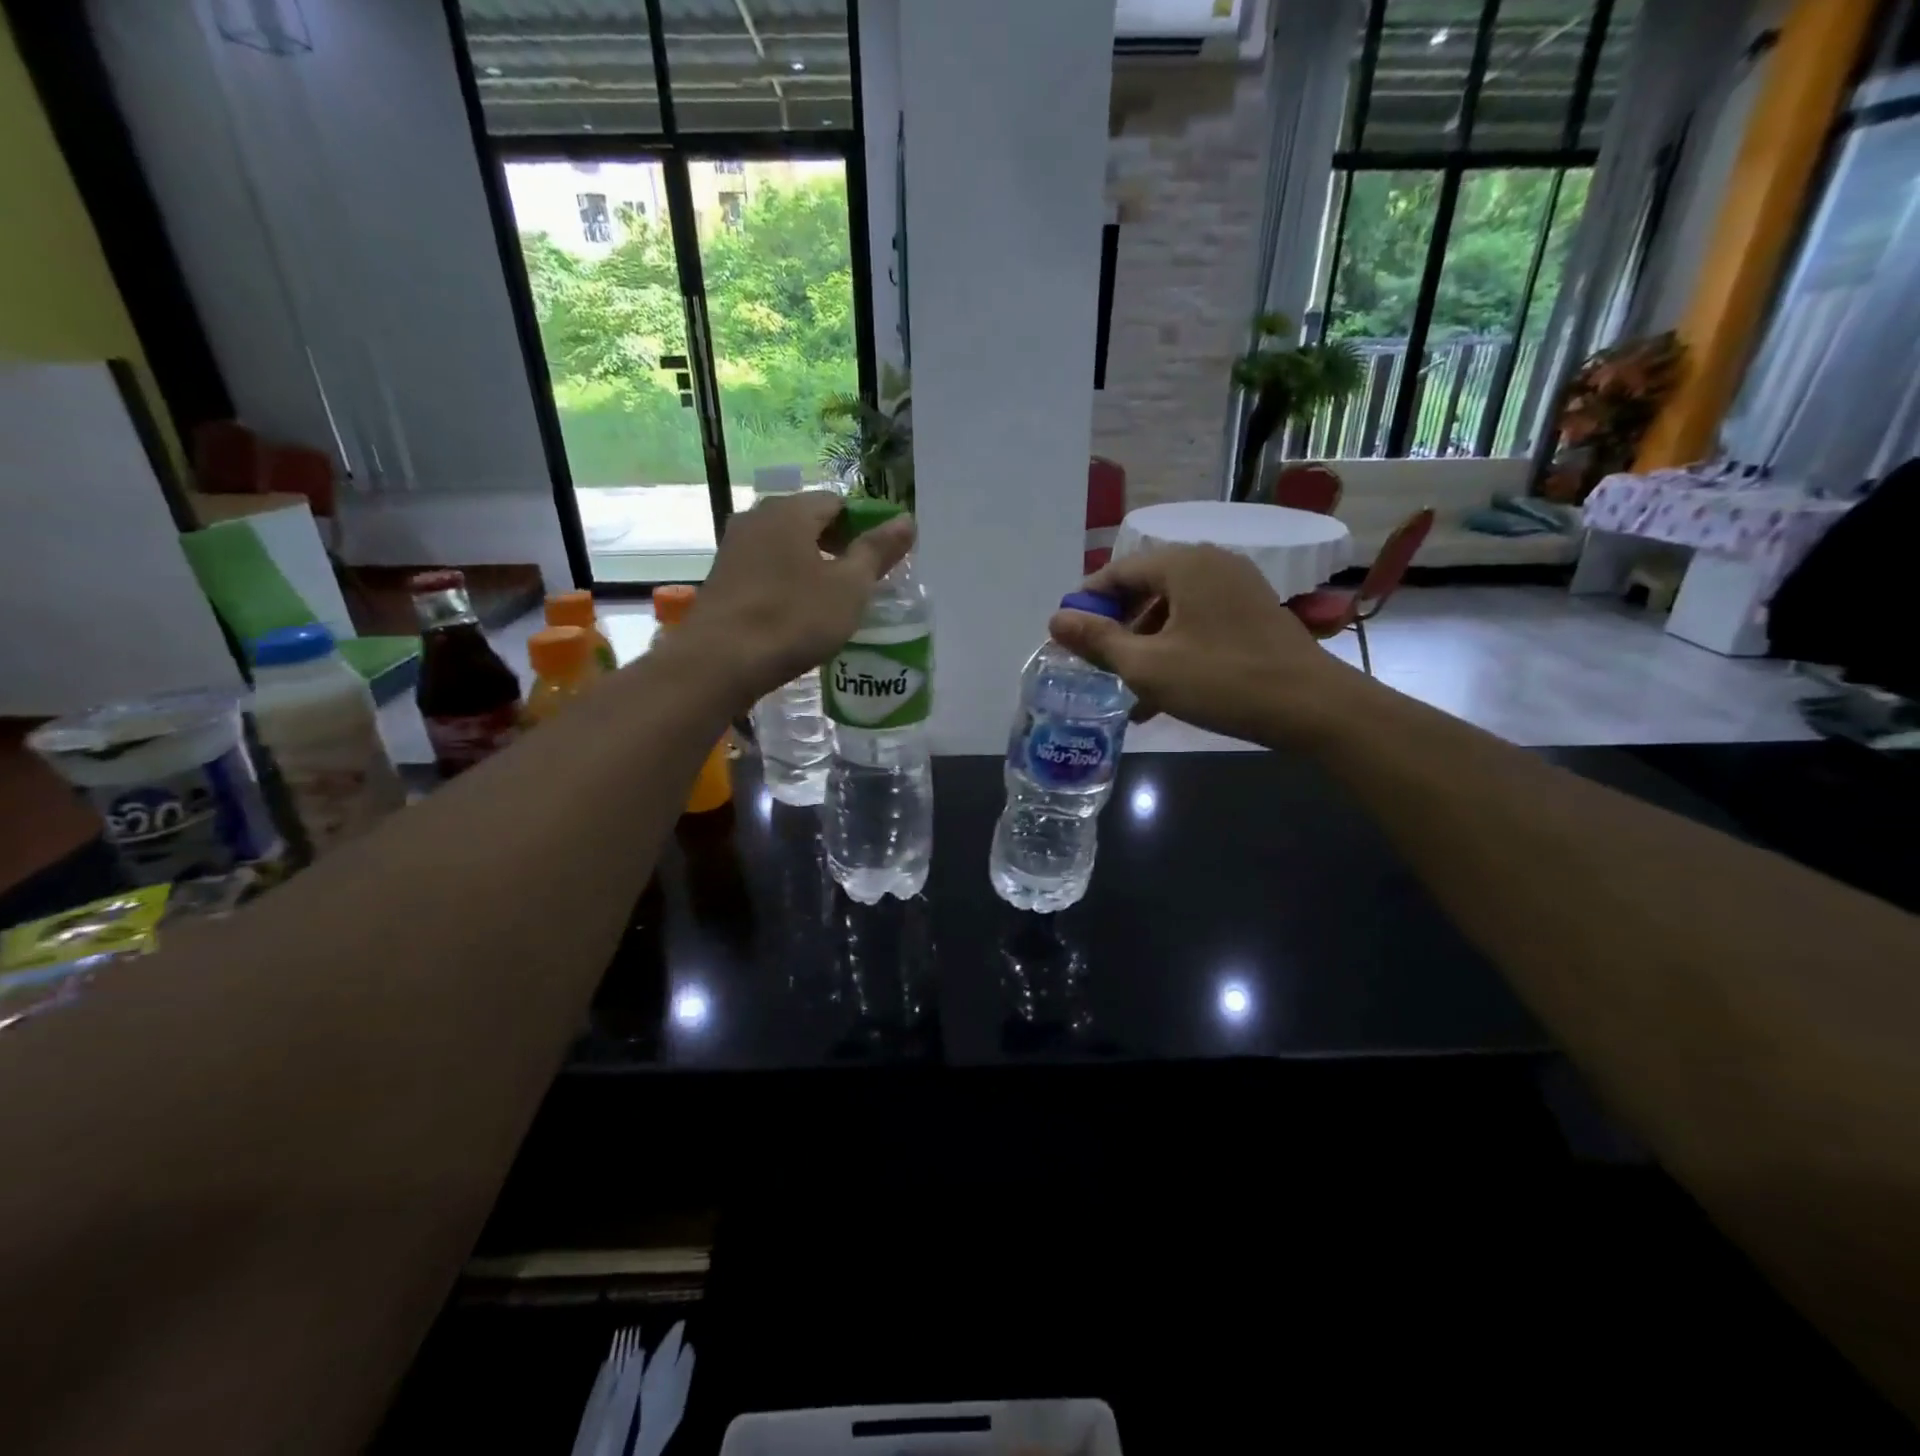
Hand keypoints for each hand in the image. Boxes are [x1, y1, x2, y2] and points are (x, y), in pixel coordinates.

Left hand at [684, 491, 914, 704]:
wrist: (719, 662)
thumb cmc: (793, 619)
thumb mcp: (849, 587)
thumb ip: (878, 551)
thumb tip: (906, 520)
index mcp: (790, 511)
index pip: (837, 502)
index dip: (864, 526)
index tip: (880, 559)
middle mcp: (757, 518)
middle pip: (808, 522)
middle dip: (837, 546)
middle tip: (861, 582)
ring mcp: (733, 548)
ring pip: (784, 547)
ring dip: (811, 565)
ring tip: (832, 600)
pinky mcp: (721, 579)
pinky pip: (765, 569)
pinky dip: (786, 582)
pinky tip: (797, 613)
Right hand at [1048, 545, 1364, 744]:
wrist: (1312, 707)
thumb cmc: (1221, 680)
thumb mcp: (1147, 665)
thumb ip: (1098, 641)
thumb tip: (1055, 620)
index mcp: (1184, 564)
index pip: (1118, 570)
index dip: (1087, 601)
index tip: (1067, 635)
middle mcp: (1211, 564)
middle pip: (1146, 588)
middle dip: (1116, 627)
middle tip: (1095, 662)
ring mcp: (1237, 588)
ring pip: (1172, 611)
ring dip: (1145, 646)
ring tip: (1126, 688)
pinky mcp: (1252, 615)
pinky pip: (1198, 624)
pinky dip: (1175, 649)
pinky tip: (1162, 694)